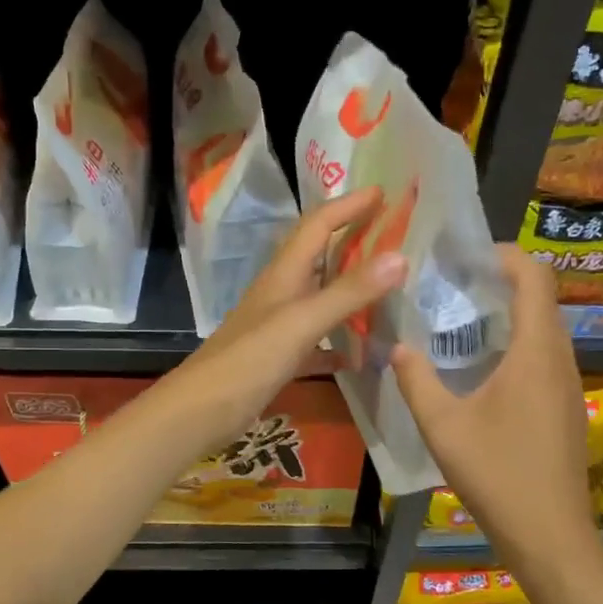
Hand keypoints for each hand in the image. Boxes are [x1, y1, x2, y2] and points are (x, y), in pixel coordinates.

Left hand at [157, 187, 405, 458]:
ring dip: (351, 290)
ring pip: (321, 297)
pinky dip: (340, 341)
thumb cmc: (250, 360)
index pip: (317, 225)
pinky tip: (363, 352)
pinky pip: (318, 340)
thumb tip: (400, 256)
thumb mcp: (302, 322)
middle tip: (395, 235)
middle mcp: (281, 293)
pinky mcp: (279, 358)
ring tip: (390, 289)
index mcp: (284, 274)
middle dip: (353, 240)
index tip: (383, 192)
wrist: (202, 410)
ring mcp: (279, 326)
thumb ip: (349, 292)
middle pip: (320, 256)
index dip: (348, 206)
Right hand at [391, 244, 600, 570]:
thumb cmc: (497, 474)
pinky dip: (517, 345)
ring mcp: (568, 385)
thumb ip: (416, 380)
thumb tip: (397, 346)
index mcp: (535, 353)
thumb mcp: (442, 426)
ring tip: (462, 321)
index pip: (534, 278)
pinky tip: (482, 369)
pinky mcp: (566, 407)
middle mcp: (560, 359)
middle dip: (501, 282)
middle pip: (541, 299)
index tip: (466, 255)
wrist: (548, 534)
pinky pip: (545, 357)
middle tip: (453, 285)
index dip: (505, 255)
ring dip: (509, 315)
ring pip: (544, 330)